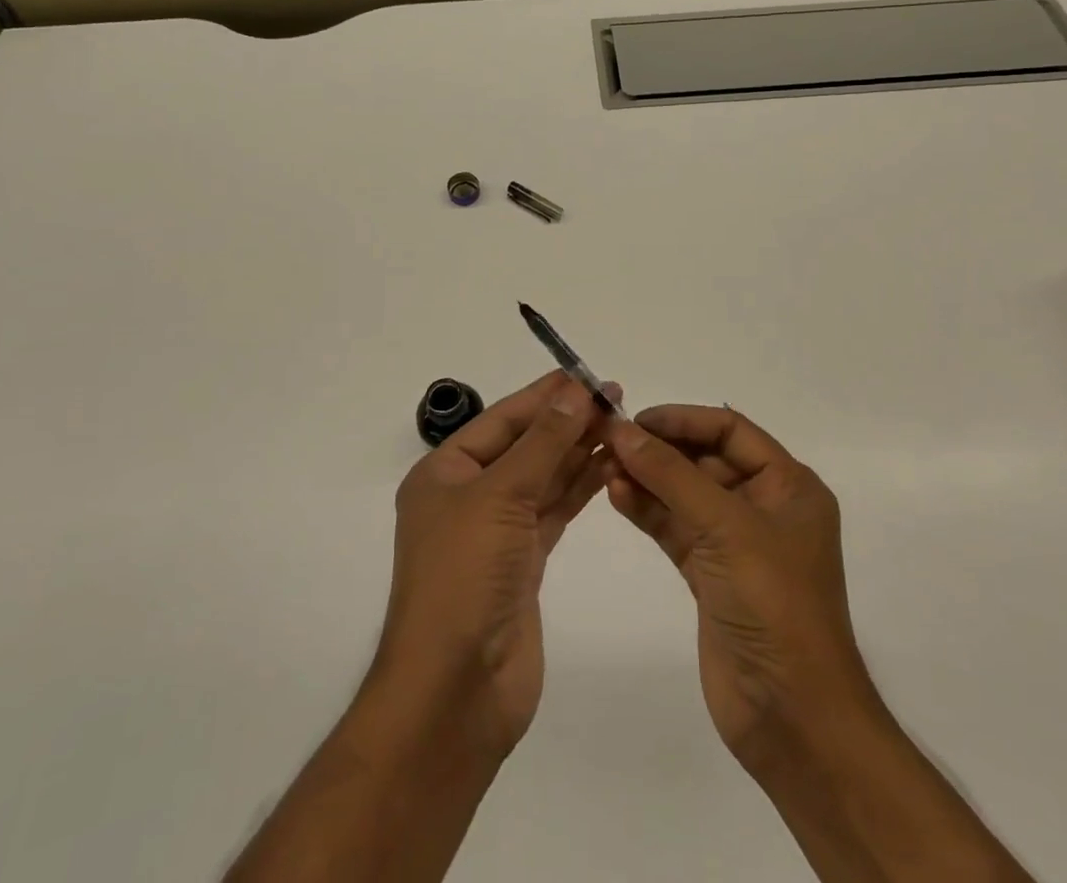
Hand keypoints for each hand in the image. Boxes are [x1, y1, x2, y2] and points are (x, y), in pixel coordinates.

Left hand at [375, 371, 614, 756]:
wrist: (456, 691)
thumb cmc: (464, 576)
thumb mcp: (500, 495)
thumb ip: (542, 443)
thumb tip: (573, 391)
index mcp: (444, 473)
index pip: (502, 420)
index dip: (544, 396)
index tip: (585, 375)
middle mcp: (468, 496)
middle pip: (524, 446)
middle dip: (566, 421)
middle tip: (615, 398)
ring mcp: (496, 531)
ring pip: (542, 478)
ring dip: (577, 452)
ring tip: (621, 425)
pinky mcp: (522, 563)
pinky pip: (553, 511)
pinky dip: (578, 489)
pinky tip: (607, 466)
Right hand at [605, 405, 874, 776]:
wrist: (793, 718)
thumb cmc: (773, 605)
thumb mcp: (725, 527)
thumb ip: (671, 474)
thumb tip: (622, 429)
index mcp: (788, 486)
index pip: (730, 431)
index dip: (683, 419)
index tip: (636, 419)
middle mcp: (764, 507)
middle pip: (704, 460)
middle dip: (659, 450)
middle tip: (611, 443)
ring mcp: (736, 543)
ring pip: (684, 494)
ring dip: (647, 479)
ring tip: (604, 468)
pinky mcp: (711, 575)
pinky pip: (674, 528)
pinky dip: (647, 510)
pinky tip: (615, 496)